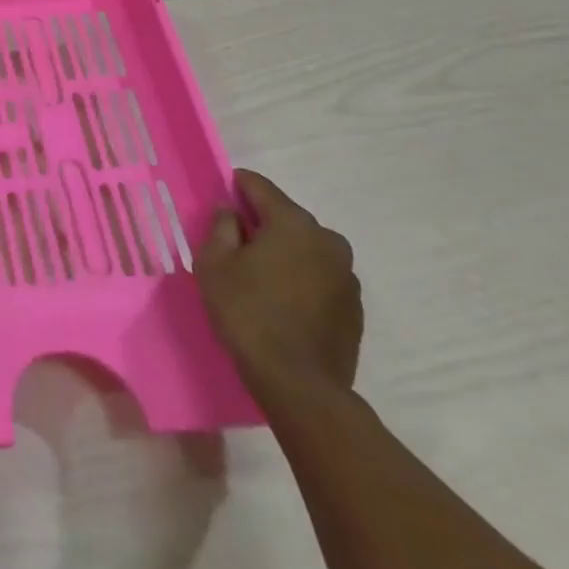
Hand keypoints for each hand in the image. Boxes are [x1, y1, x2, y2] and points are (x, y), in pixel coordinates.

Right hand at [196, 169, 362, 399]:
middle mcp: (328, 241)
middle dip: (261, 222)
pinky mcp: (353, 306)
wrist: (299, 383)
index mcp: (293, 224)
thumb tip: (229, 210)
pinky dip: (300, 277)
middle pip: (286, 217)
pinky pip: (319, 275)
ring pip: (306, 248)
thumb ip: (221, 227)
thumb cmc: (247, 312)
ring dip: (283, 251)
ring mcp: (347, 275)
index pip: (261, 187)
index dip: (237, 185)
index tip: (221, 192)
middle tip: (234, 241)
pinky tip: (281, 299)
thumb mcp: (215, 263)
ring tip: (258, 274)